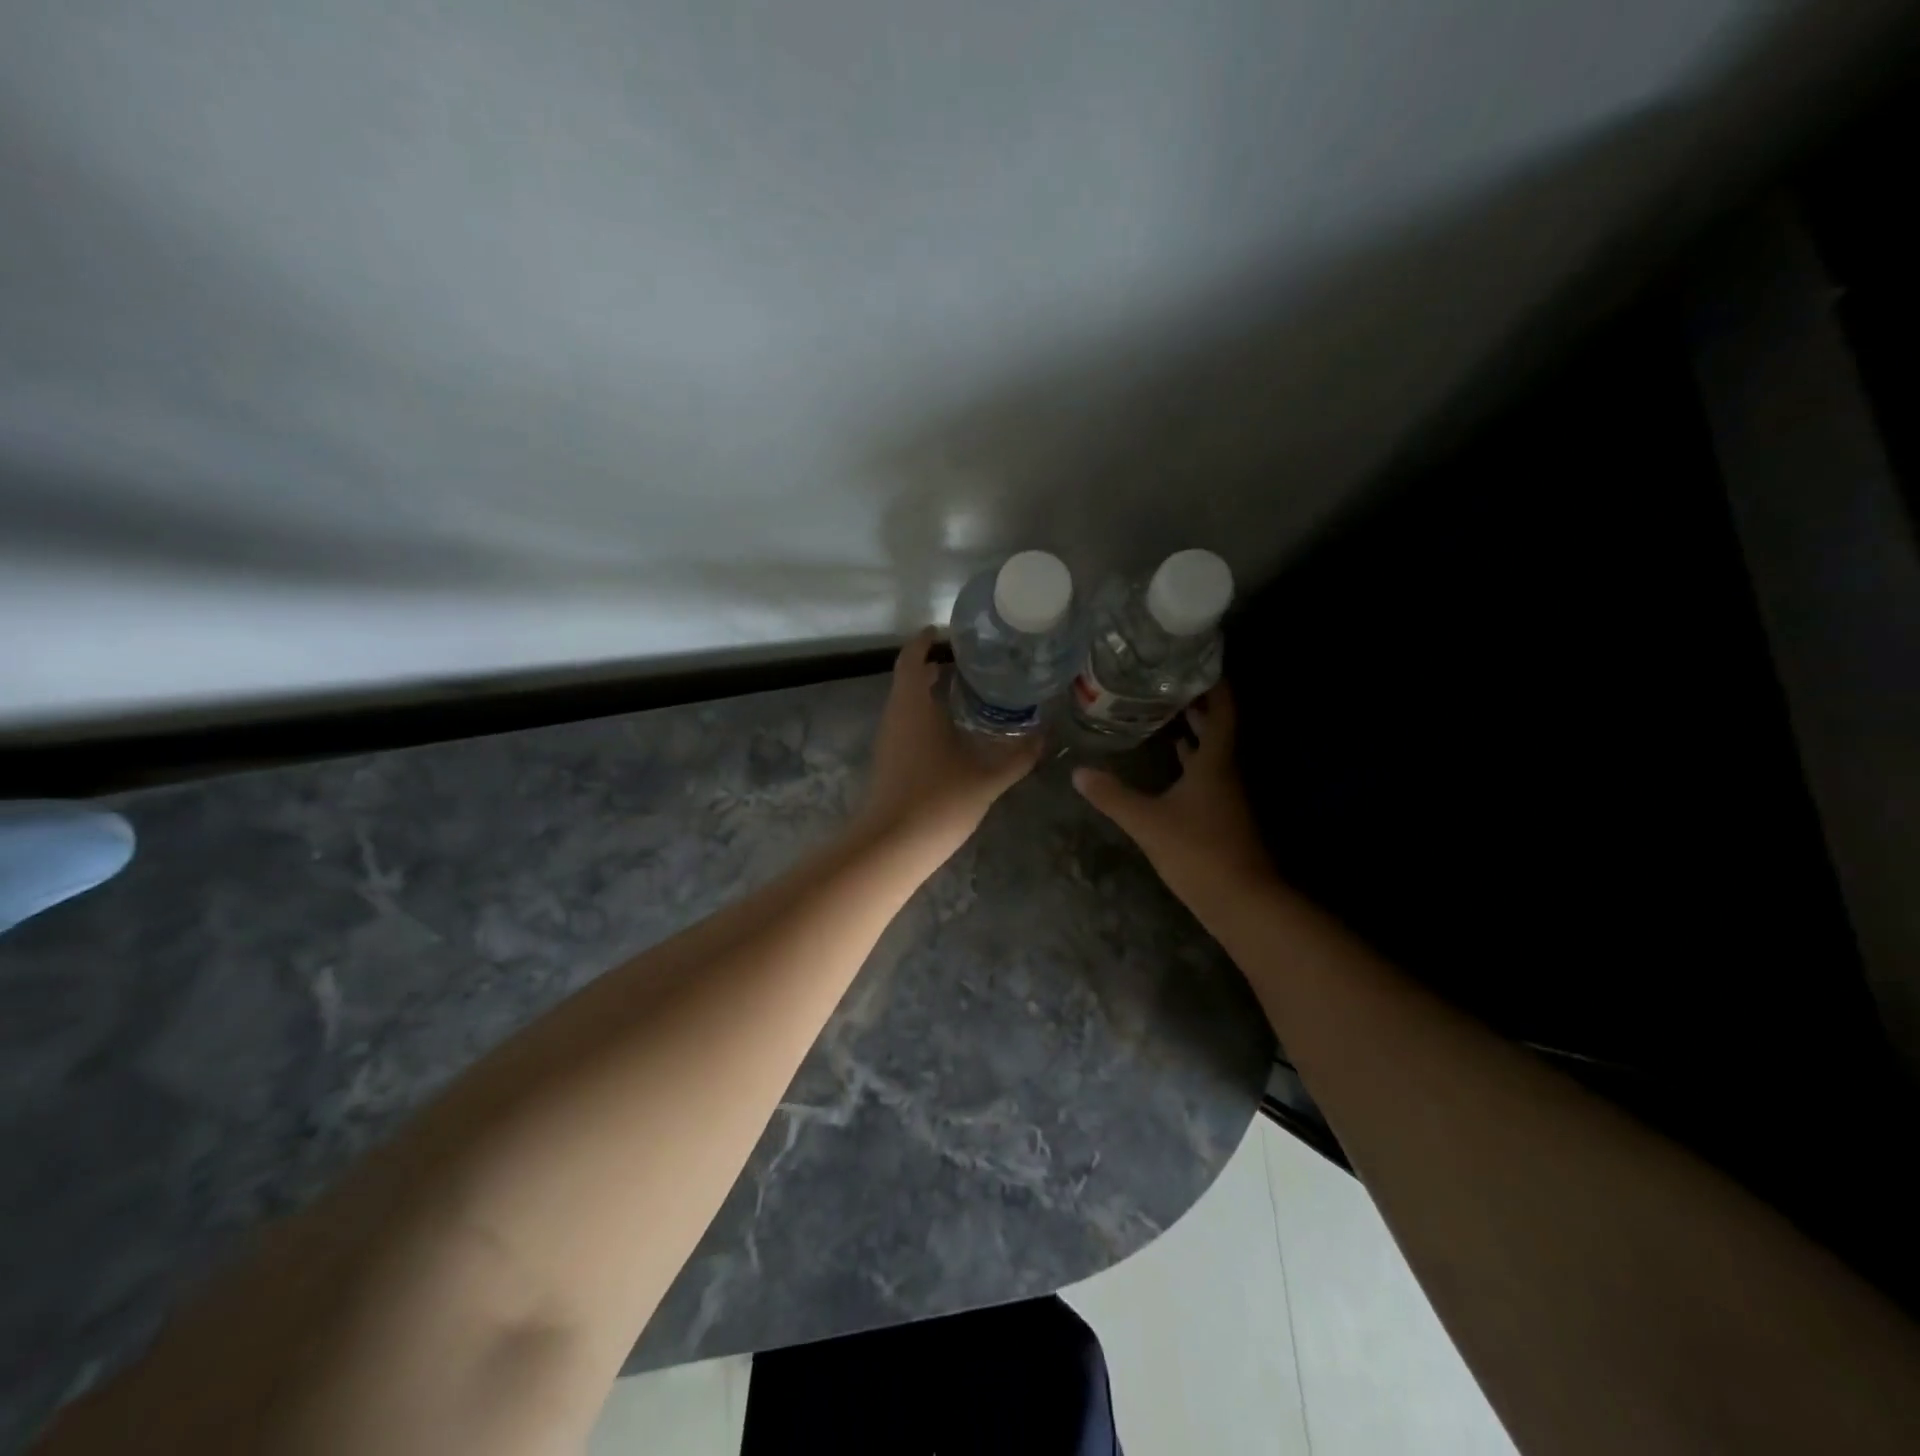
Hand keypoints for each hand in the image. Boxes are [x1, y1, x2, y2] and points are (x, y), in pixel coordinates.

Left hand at [856, 629, 1042, 863]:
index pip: (913, 658)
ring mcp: (888, 739)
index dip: (926, 641)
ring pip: (907, 703)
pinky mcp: (889, 761)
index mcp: (914, 705)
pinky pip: (906, 724)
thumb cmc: (939, 800)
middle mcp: (896, 715)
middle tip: (972, 662)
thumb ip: (1018, 756)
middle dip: (935, 665)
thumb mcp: (987, 778)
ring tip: (969, 692)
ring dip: (930, 692)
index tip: (946, 631)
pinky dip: (926, 715)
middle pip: (909, 678)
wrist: (892, 846)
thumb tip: (1045, 737)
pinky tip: (954, 731)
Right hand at [1073, 682, 1276, 909]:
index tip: (1195, 661)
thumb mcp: (1148, 822)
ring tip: (1164, 712)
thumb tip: (1078, 771)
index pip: (1222, 711)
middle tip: (1166, 682)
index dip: (1214, 684)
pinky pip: (1204, 774)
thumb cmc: (1198, 851)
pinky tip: (1171, 762)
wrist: (1241, 901)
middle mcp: (1225, 773)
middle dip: (1197, 704)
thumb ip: (1113, 796)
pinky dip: (1189, 761)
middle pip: (1216, 728)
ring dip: (1193, 732)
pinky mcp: (1219, 816)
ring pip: (1210, 753)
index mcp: (1215, 763)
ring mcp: (1224, 796)